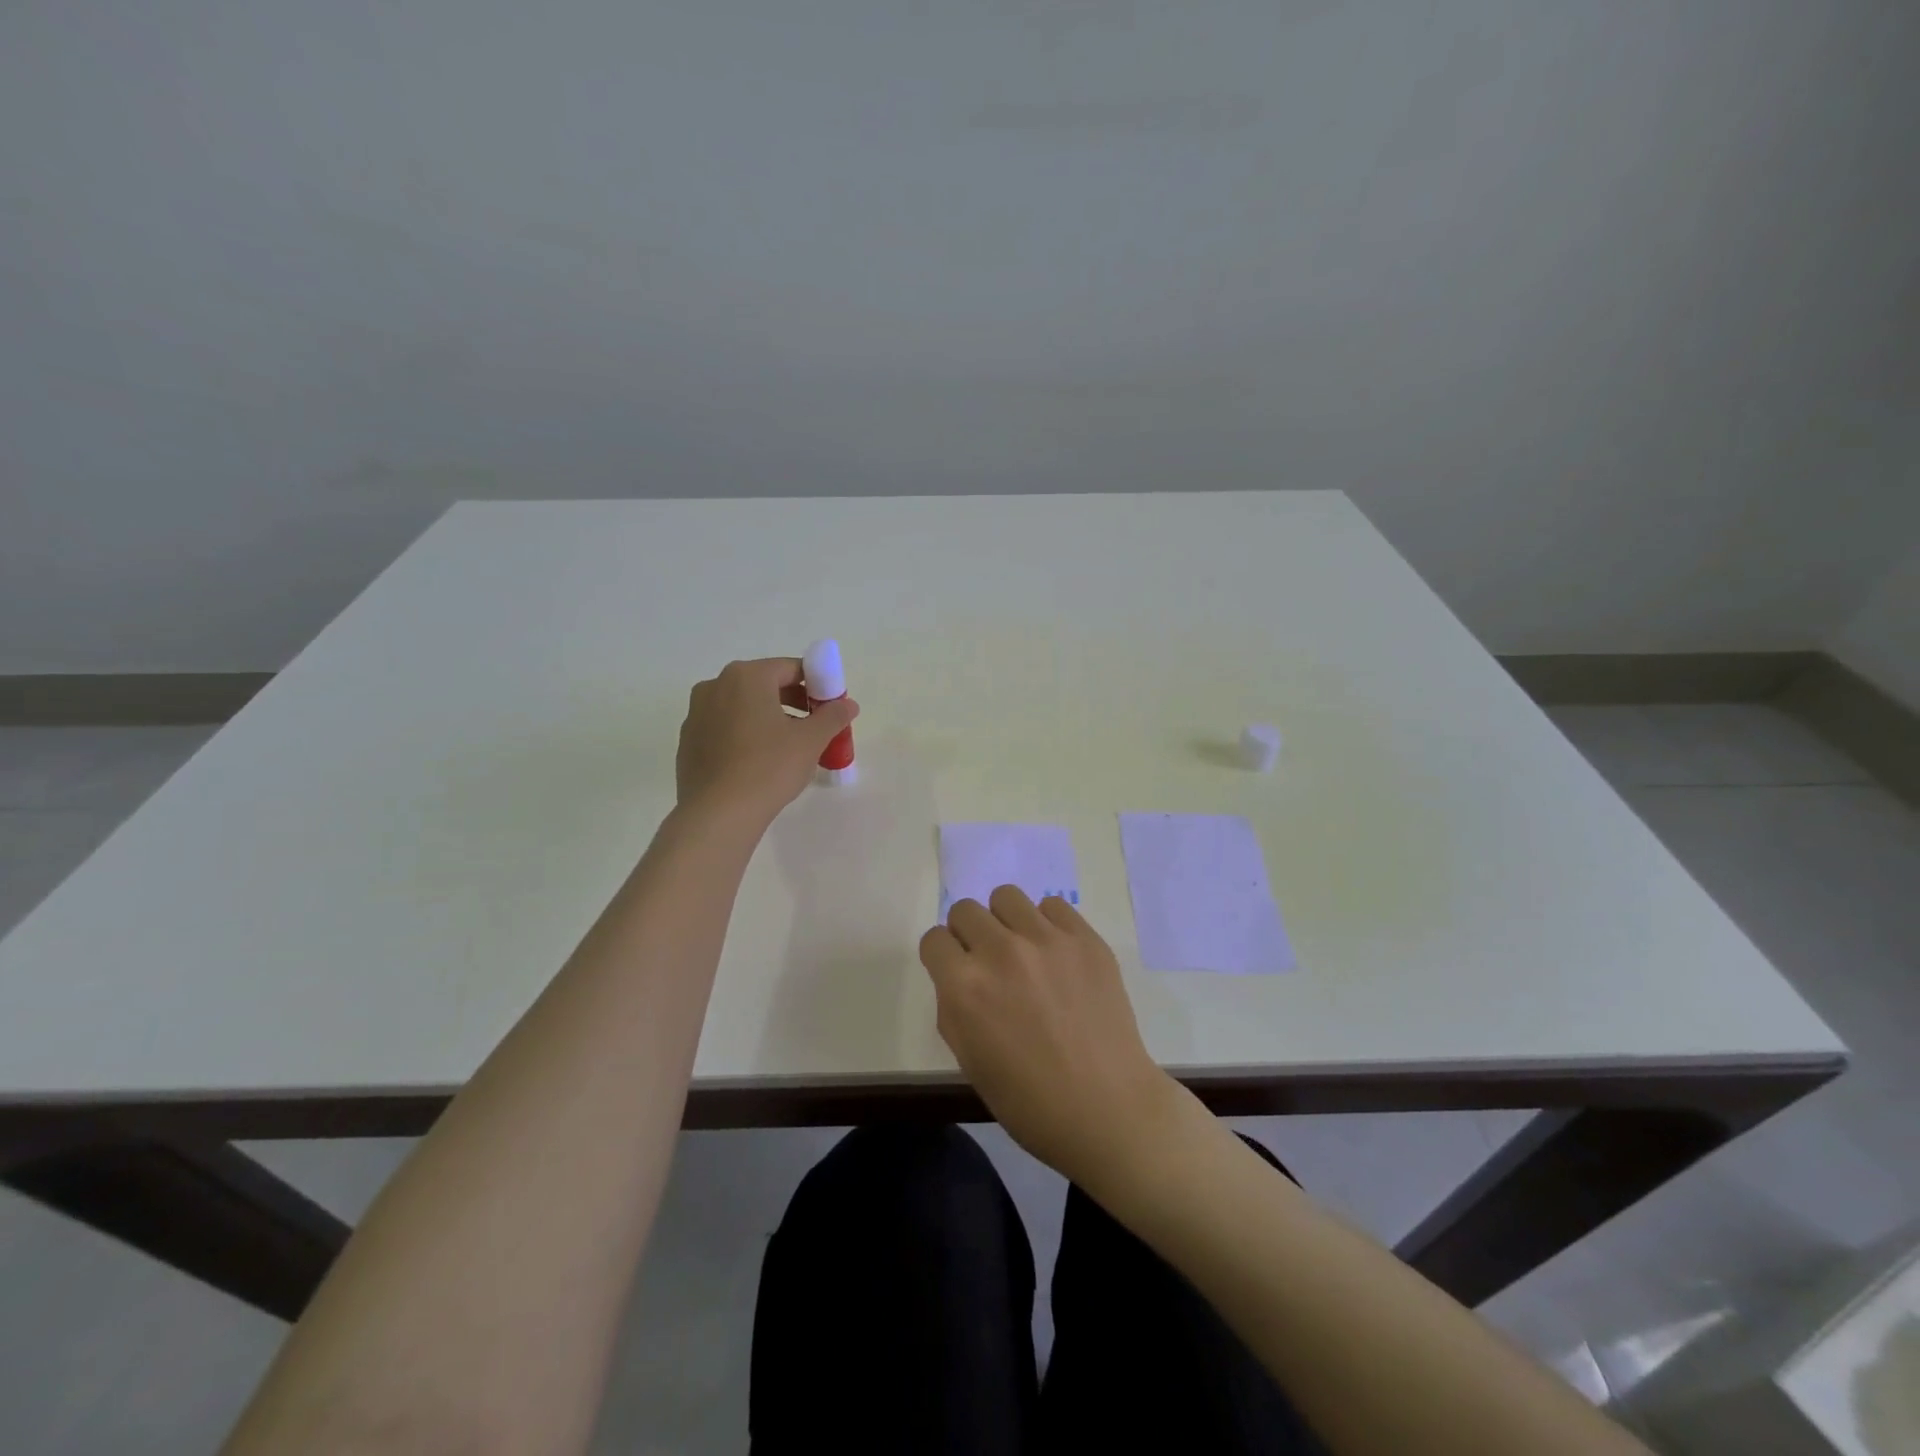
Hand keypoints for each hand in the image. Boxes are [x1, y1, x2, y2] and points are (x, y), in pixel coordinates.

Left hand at [676, 658, 857, 823]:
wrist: (718, 814)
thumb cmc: (769, 768)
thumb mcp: (811, 740)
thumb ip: (833, 716)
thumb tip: (848, 704)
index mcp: (746, 676)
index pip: (791, 668)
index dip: (816, 685)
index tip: (829, 708)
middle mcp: (715, 685)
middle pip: (765, 685)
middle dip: (793, 702)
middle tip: (813, 728)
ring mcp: (696, 713)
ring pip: (743, 707)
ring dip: (768, 718)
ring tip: (788, 748)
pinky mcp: (688, 741)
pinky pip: (725, 728)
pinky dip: (745, 735)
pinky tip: (758, 763)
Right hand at [919, 886, 1179, 1187]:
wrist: (1108, 1109)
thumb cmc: (1030, 1102)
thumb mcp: (969, 1060)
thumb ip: (953, 1007)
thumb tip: (958, 975)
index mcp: (965, 987)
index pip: (934, 940)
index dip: (942, 958)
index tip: (955, 972)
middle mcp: (1000, 952)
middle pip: (966, 910)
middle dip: (969, 935)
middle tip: (988, 964)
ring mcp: (1046, 940)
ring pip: (1006, 897)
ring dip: (1005, 922)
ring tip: (1022, 952)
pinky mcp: (1085, 938)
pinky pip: (1051, 906)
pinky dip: (1046, 924)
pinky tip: (1056, 956)